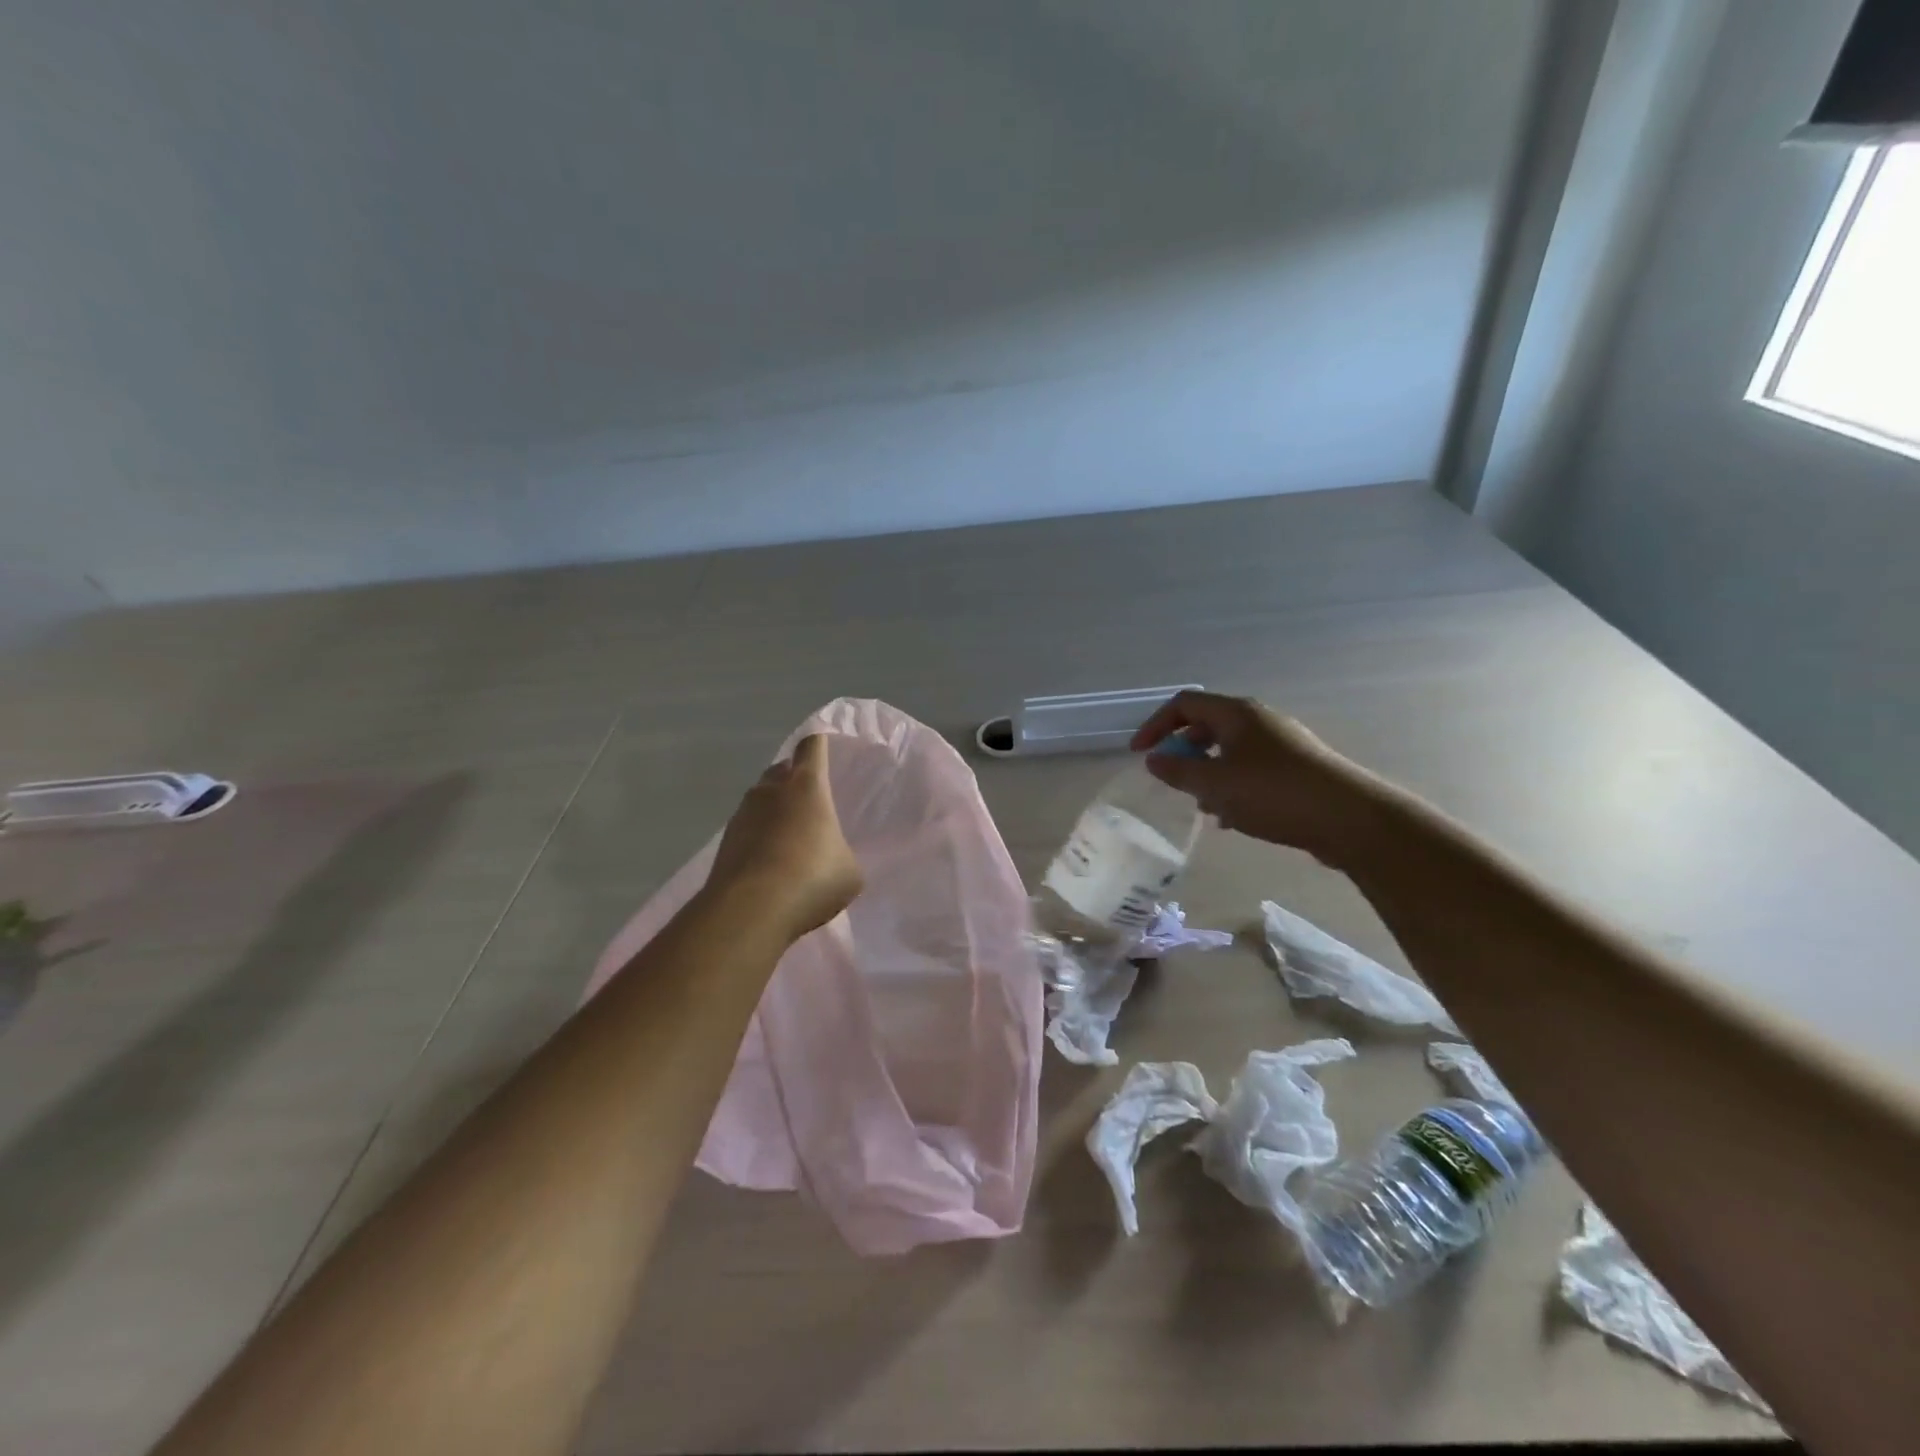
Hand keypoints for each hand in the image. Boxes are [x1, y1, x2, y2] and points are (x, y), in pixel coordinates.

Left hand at [707, 734, 863, 938]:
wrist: (751, 910)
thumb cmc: (812, 879)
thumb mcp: (849, 871)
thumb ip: (842, 853)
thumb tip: (833, 858)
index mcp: (807, 786)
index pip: (812, 747)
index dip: (820, 746)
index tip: (827, 751)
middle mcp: (771, 790)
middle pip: (781, 769)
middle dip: (793, 778)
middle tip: (810, 800)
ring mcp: (742, 814)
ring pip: (759, 798)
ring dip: (772, 809)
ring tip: (788, 836)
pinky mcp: (723, 842)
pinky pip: (746, 827)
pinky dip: (757, 836)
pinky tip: (769, 861)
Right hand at [1130, 691, 1383, 863]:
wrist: (1349, 818)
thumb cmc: (1273, 793)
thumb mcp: (1214, 785)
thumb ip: (1178, 771)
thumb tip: (1154, 759)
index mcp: (1237, 713)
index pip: (1184, 704)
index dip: (1155, 725)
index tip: (1141, 754)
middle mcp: (1259, 720)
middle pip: (1207, 725)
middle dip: (1183, 750)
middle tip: (1172, 778)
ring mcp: (1282, 743)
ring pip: (1230, 750)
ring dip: (1208, 772)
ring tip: (1203, 804)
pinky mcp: (1297, 768)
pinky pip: (1251, 768)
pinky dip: (1233, 785)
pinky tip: (1233, 817)